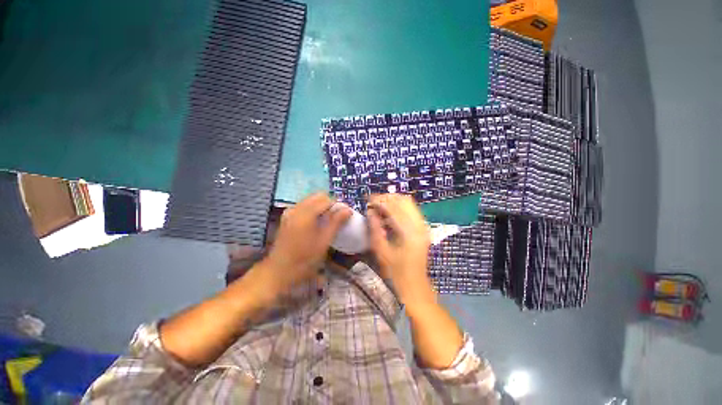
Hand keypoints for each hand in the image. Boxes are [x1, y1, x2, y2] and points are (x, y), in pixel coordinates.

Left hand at [261, 193, 350, 294]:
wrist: (279, 271)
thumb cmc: (305, 259)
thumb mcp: (324, 241)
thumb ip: (336, 222)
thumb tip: (348, 210)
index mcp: (306, 213)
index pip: (326, 199)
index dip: (338, 205)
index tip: (344, 216)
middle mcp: (296, 208)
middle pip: (317, 196)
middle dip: (329, 204)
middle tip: (336, 218)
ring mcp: (289, 211)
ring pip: (310, 200)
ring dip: (321, 206)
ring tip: (327, 221)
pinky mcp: (286, 217)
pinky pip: (303, 206)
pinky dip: (313, 210)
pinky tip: (315, 223)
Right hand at [367, 194, 432, 304]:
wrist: (415, 285)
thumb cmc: (396, 272)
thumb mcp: (381, 252)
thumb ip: (375, 228)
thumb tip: (370, 211)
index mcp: (409, 232)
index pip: (394, 207)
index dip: (380, 201)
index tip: (368, 200)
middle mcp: (419, 225)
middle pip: (404, 200)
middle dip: (387, 198)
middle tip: (373, 203)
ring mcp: (423, 226)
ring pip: (409, 203)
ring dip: (393, 201)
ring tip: (380, 206)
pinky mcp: (423, 228)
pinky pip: (411, 210)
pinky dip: (399, 207)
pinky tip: (389, 214)